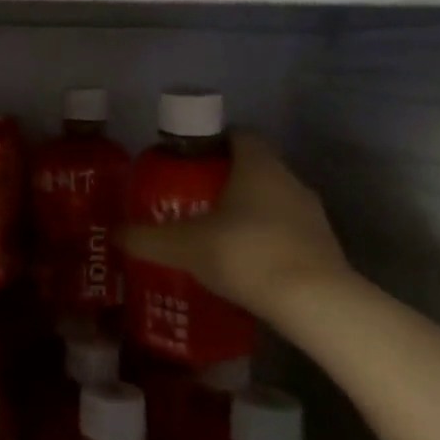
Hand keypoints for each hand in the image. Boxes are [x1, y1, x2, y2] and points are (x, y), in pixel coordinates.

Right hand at [119, 132, 353, 325]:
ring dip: (249, 211)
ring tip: (216, 233)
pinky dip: (267, 239)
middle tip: (193, 198)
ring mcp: (312, 215)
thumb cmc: (245, 254)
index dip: (215, 141)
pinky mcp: (325, 248)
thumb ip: (147, 238)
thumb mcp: (184, 246)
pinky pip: (288, 232)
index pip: (240, 135)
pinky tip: (244, 263)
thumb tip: (114, 233)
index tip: (190, 159)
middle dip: (226, 179)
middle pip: (256, 168)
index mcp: (258, 166)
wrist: (314, 304)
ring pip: (274, 200)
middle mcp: (290, 181)